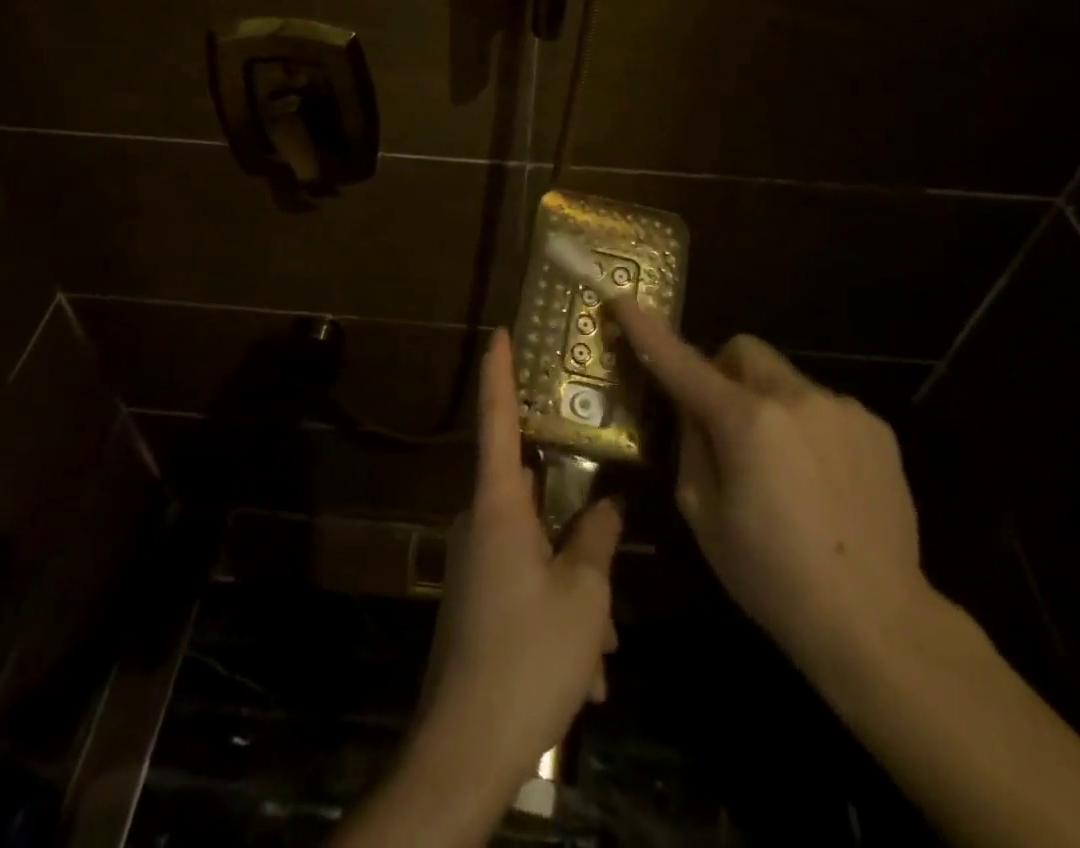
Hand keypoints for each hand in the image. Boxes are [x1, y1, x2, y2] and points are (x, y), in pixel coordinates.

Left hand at [336, 329, 620, 843]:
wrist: (466, 748)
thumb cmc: (528, 656)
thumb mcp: (583, 596)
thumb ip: (598, 540)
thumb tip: (609, 507)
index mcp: (499, 505)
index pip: (497, 419)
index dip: (498, 372)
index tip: (498, 331)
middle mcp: (480, 521)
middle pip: (533, 492)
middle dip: (577, 519)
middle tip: (613, 537)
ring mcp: (475, 561)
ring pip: (538, 547)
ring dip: (575, 584)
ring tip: (606, 641)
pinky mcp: (477, 597)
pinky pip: (525, 581)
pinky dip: (558, 611)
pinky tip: (587, 668)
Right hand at [610, 300, 933, 682]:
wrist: (879, 622)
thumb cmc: (772, 575)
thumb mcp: (703, 513)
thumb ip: (691, 445)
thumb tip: (692, 408)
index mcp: (745, 420)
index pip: (682, 361)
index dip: (647, 330)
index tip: (623, 299)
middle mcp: (795, 397)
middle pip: (743, 351)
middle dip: (724, 373)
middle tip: (723, 423)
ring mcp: (842, 409)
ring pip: (785, 381)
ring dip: (769, 406)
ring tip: (783, 471)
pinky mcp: (876, 429)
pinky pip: (823, 408)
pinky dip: (807, 428)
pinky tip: (821, 482)